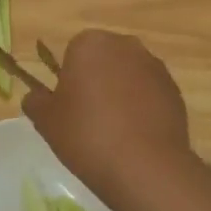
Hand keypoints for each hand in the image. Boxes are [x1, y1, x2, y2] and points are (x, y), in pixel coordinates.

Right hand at [20, 30, 199, 210]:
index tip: (69, 107)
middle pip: (104, 60)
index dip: (69, 80)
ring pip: (128, 76)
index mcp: (90, 44)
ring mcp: (155, 67)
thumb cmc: (87, 135)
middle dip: (96, 81)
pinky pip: (150, 94)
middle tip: (88, 119)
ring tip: (114, 132)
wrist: (145, 166)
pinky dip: (142, 108)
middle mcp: (126, 45)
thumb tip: (35, 96)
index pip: (73, 53)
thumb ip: (35, 101)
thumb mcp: (46, 121)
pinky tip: (136, 137)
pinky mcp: (175, 90)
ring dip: (121, 94)